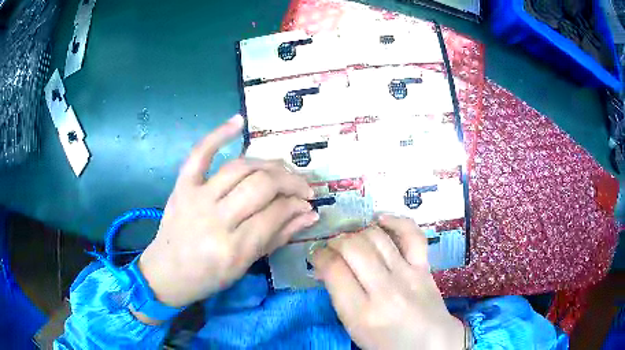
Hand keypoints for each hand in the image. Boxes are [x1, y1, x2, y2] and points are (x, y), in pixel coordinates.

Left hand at [138, 115, 318, 310]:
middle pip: (261, 185)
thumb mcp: (246, 265)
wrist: (167, 272)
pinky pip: (200, 154)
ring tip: (283, 170)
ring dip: (269, 164)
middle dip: (290, 181)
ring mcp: (196, 198)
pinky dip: (218, 135)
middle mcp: (215, 219)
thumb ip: (278, 236)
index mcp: (233, 248)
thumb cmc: (208, 276)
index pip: (275, 213)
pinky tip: (239, 122)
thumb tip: (310, 214)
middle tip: (302, 186)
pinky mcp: (182, 186)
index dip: (297, 204)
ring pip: (240, 167)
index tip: (307, 203)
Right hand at [311, 215, 464, 349]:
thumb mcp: (355, 329)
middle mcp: (384, 291)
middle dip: (336, 241)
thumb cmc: (387, 343)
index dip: (319, 255)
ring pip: (376, 237)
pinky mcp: (424, 267)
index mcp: (361, 313)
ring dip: (357, 233)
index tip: (317, 255)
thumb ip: (340, 298)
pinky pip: (411, 235)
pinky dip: (395, 221)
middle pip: (352, 247)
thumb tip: (327, 267)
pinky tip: (380, 220)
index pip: (333, 269)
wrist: (430, 343)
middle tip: (333, 248)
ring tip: (353, 240)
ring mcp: (407, 276)